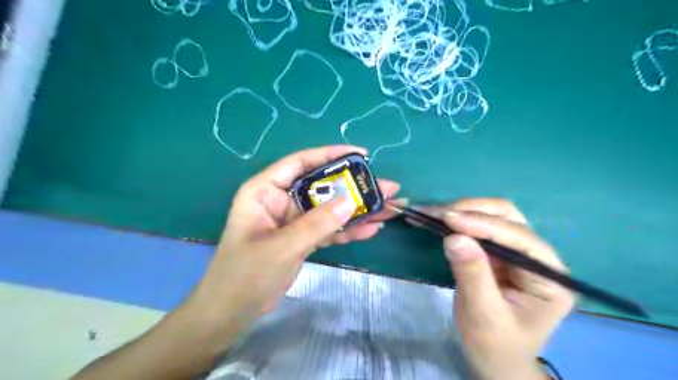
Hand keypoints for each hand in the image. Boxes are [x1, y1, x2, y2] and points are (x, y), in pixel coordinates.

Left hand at [185, 146, 397, 332]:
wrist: (231, 312)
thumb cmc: (244, 275)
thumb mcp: (282, 247)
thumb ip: (316, 224)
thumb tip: (352, 201)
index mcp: (265, 191)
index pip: (301, 162)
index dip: (331, 155)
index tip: (362, 154)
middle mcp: (281, 200)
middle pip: (322, 187)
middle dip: (355, 187)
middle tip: (387, 187)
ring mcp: (293, 221)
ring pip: (329, 209)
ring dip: (357, 210)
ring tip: (389, 208)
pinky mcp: (302, 239)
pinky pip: (328, 230)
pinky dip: (348, 231)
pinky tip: (371, 229)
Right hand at [413, 198, 570, 379]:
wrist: (494, 361)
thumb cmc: (495, 346)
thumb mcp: (483, 316)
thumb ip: (472, 275)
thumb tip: (453, 237)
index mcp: (548, 276)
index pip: (519, 238)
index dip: (483, 224)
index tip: (448, 219)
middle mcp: (537, 257)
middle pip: (509, 217)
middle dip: (472, 211)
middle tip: (439, 214)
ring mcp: (516, 252)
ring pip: (493, 216)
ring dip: (463, 211)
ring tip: (432, 214)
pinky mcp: (496, 252)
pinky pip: (477, 227)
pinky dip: (456, 220)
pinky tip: (437, 219)